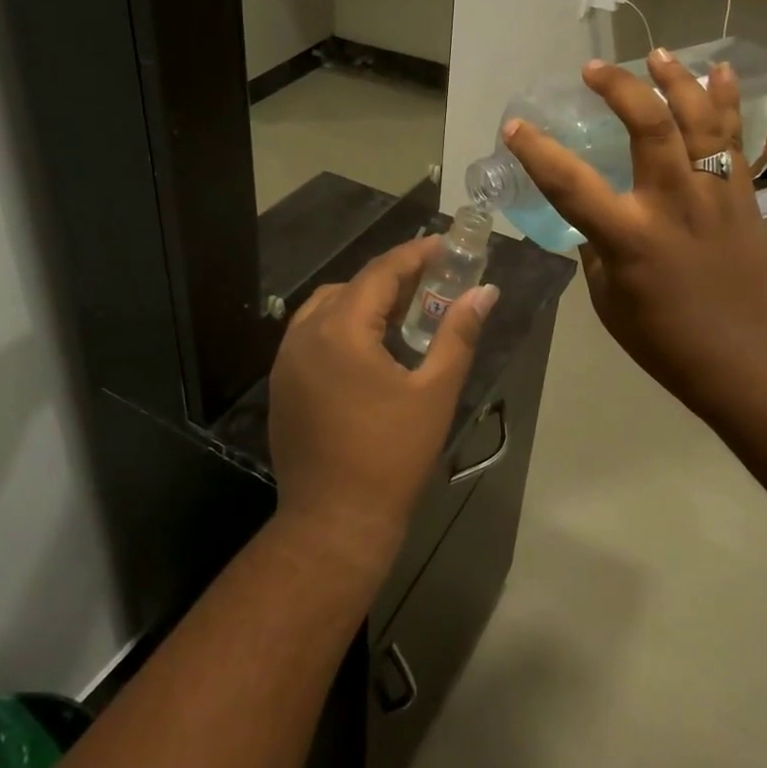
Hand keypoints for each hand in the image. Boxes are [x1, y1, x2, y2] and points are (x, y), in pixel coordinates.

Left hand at [268, 238, 496, 579]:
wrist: (333, 522)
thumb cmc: (391, 456)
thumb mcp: (434, 392)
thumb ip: (458, 334)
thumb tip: (484, 292)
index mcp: (341, 330)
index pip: (380, 273)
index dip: (415, 255)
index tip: (445, 245)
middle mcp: (305, 334)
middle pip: (352, 286)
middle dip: (392, 278)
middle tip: (432, 280)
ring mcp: (286, 359)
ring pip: (327, 307)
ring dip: (364, 300)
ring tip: (403, 311)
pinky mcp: (282, 383)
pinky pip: (312, 334)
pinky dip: (342, 325)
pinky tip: (369, 347)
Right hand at [505, 49, 766, 419]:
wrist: (745, 358)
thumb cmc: (665, 339)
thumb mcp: (608, 299)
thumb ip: (598, 249)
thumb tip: (596, 220)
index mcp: (629, 237)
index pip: (571, 184)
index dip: (537, 151)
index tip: (515, 126)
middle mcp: (673, 203)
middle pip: (648, 127)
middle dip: (618, 88)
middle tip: (594, 69)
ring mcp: (714, 194)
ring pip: (698, 120)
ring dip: (676, 79)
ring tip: (656, 54)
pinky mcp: (743, 195)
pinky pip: (734, 137)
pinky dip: (726, 101)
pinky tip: (720, 71)